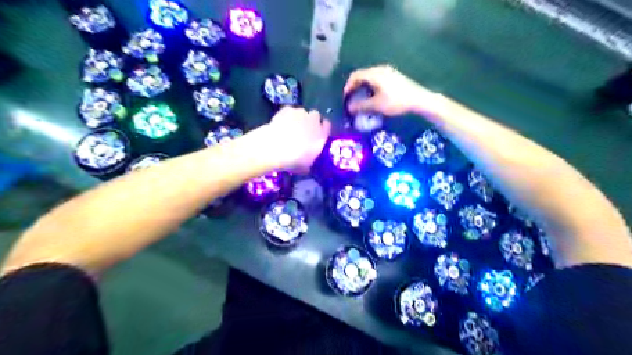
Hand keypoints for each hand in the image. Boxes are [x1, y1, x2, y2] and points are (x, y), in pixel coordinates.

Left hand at [263, 106, 331, 171]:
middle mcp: (314, 121)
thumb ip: (310, 161)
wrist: (275, 148)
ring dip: (298, 118)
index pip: (327, 126)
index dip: (321, 129)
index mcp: (322, 135)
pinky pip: (289, 111)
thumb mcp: (306, 167)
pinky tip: (281, 123)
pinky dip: (286, 115)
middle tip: (303, 131)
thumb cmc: (294, 160)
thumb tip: (308, 164)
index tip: (316, 134)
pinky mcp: (287, 109)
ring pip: (302, 112)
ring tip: (290, 127)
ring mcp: (301, 113)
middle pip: (315, 116)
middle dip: (310, 121)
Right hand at [344, 65, 432, 116]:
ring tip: (362, 100)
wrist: (419, 99)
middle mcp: (380, 69)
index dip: (347, 87)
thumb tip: (349, 108)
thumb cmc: (396, 101)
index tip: (345, 99)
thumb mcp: (376, 105)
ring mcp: (388, 72)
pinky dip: (371, 87)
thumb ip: (361, 106)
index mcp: (374, 73)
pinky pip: (377, 79)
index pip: (355, 76)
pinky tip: (374, 98)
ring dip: (363, 88)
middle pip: (362, 75)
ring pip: (370, 78)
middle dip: (355, 88)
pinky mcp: (394, 77)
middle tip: (352, 100)